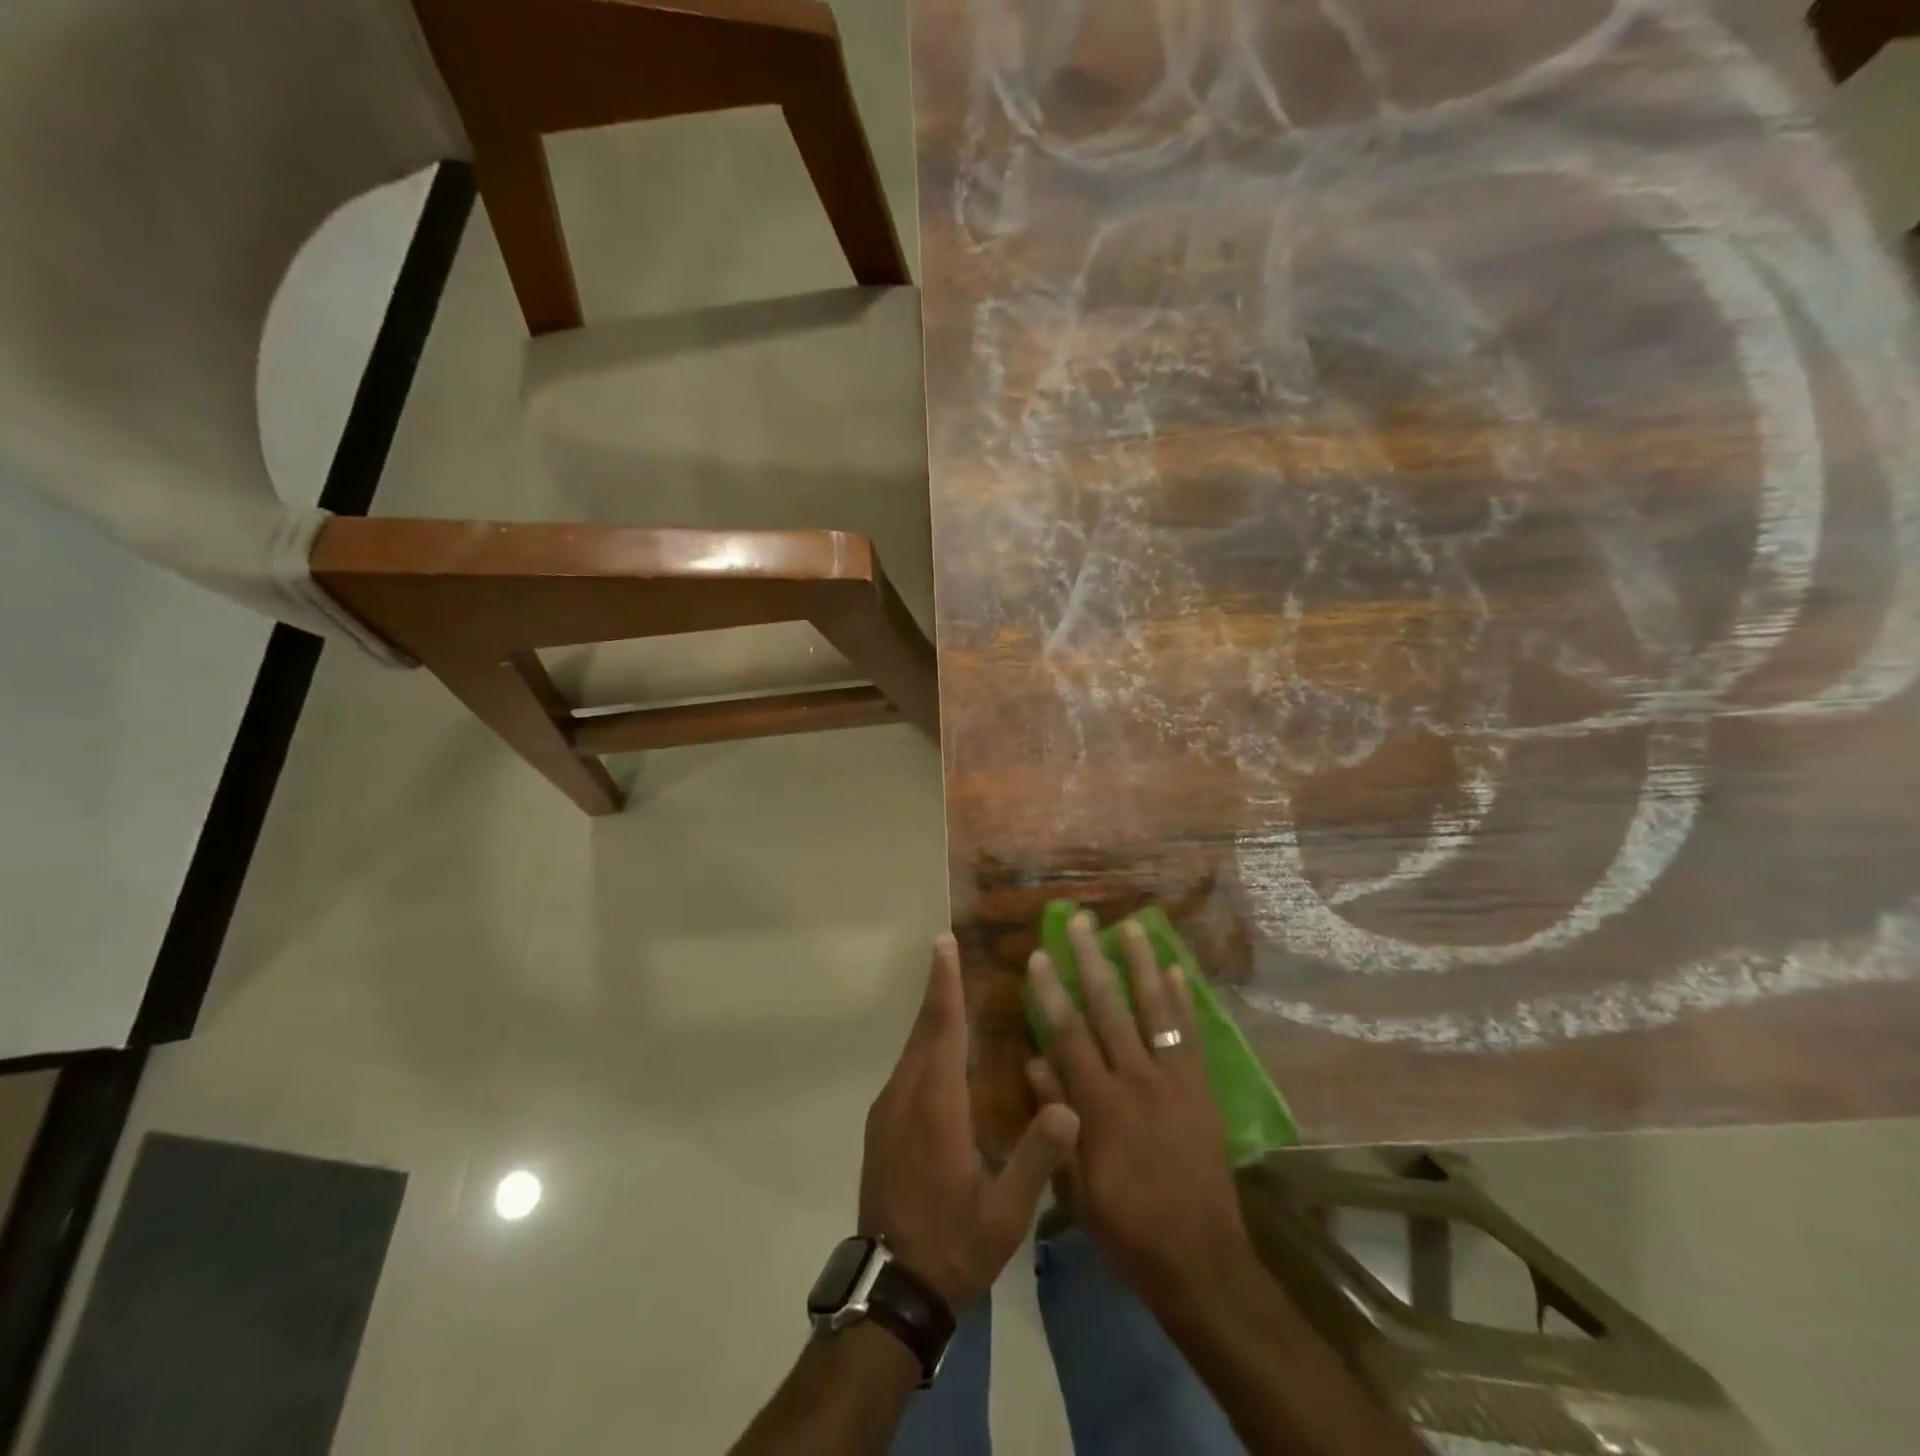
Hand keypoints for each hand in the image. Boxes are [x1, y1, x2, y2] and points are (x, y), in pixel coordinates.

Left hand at [859, 935, 1080, 1310]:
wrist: (892, 1289)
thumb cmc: (954, 1245)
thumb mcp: (1006, 1214)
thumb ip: (1037, 1158)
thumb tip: (1069, 1106)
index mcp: (936, 1107)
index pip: (942, 1030)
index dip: (945, 985)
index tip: (943, 944)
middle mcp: (905, 1097)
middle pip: (922, 1029)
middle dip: (937, 987)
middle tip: (948, 949)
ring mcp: (888, 1111)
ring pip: (911, 1048)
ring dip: (931, 1015)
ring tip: (951, 988)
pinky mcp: (882, 1126)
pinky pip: (905, 1068)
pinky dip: (923, 1043)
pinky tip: (941, 1047)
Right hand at [1025, 914, 1250, 1306]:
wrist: (1201, 1259)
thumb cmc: (1127, 1226)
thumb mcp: (1076, 1185)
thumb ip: (1056, 1119)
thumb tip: (1034, 1062)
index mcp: (1100, 1105)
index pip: (1069, 1035)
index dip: (1052, 992)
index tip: (1040, 955)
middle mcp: (1137, 1080)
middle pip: (1110, 1008)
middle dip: (1092, 960)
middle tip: (1081, 920)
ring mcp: (1174, 1081)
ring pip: (1154, 1010)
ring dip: (1141, 964)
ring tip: (1132, 926)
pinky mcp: (1201, 1089)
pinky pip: (1190, 1035)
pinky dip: (1183, 1000)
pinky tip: (1177, 969)